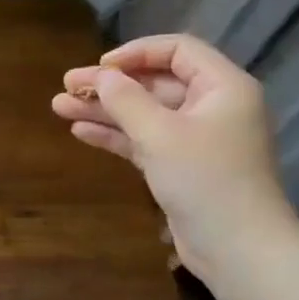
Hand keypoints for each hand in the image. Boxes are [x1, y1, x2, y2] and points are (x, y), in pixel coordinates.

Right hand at [51, 33, 295, 280]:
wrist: (237, 248)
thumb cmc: (205, 180)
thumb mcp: (161, 134)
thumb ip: (127, 100)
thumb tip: (102, 76)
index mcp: (223, 87)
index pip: (178, 51)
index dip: (136, 53)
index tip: (100, 67)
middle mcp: (212, 107)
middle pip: (156, 83)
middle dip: (110, 85)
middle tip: (66, 85)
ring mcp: (197, 139)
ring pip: (145, 114)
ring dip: (105, 110)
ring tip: (60, 107)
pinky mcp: (182, 167)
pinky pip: (145, 141)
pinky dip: (116, 135)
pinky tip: (81, 131)